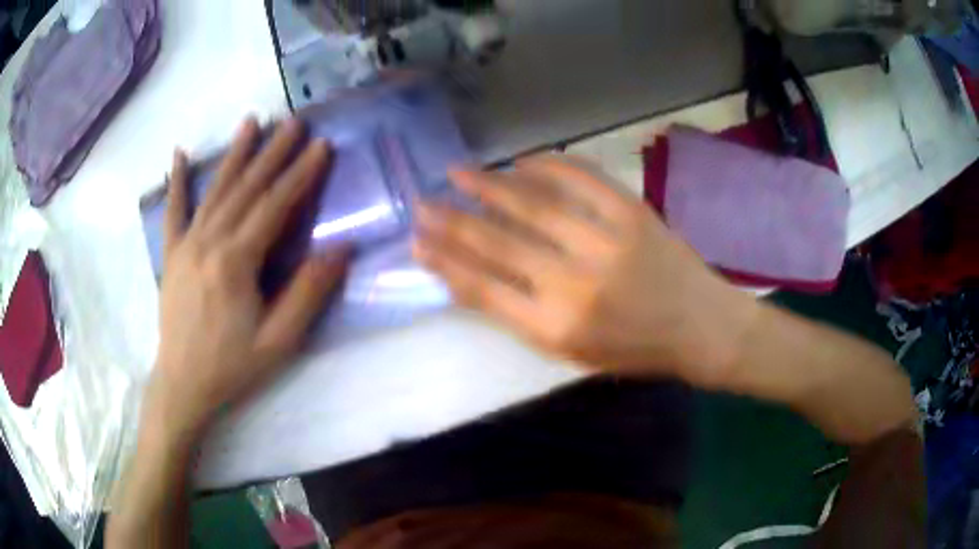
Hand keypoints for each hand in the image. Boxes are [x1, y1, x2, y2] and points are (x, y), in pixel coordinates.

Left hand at [152, 118, 348, 435]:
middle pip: (246, 188)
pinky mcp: (171, 253)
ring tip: (251, 121)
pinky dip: (176, 180)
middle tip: (294, 120)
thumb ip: (308, 293)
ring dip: (235, 154)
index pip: (273, 206)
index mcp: (235, 262)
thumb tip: (342, 249)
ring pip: (215, 190)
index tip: (321, 145)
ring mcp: (186, 244)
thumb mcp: (279, 341)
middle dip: (273, 152)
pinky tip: (178, 154)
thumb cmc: (232, 366)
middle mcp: (209, 241)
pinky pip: (173, 210)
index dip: (300, 174)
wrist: (182, 385)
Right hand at [413, 155, 756, 384]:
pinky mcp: (633, 213)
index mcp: (557, 329)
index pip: (483, 290)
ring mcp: (607, 242)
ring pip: (534, 205)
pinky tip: (521, 161)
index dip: (446, 263)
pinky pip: (582, 179)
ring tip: (457, 173)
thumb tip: (471, 277)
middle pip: (499, 244)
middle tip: (423, 203)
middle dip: (453, 222)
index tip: (418, 242)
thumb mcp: (571, 351)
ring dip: (489, 186)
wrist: (701, 327)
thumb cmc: (634, 350)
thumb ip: (521, 316)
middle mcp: (576, 285)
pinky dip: (548, 165)